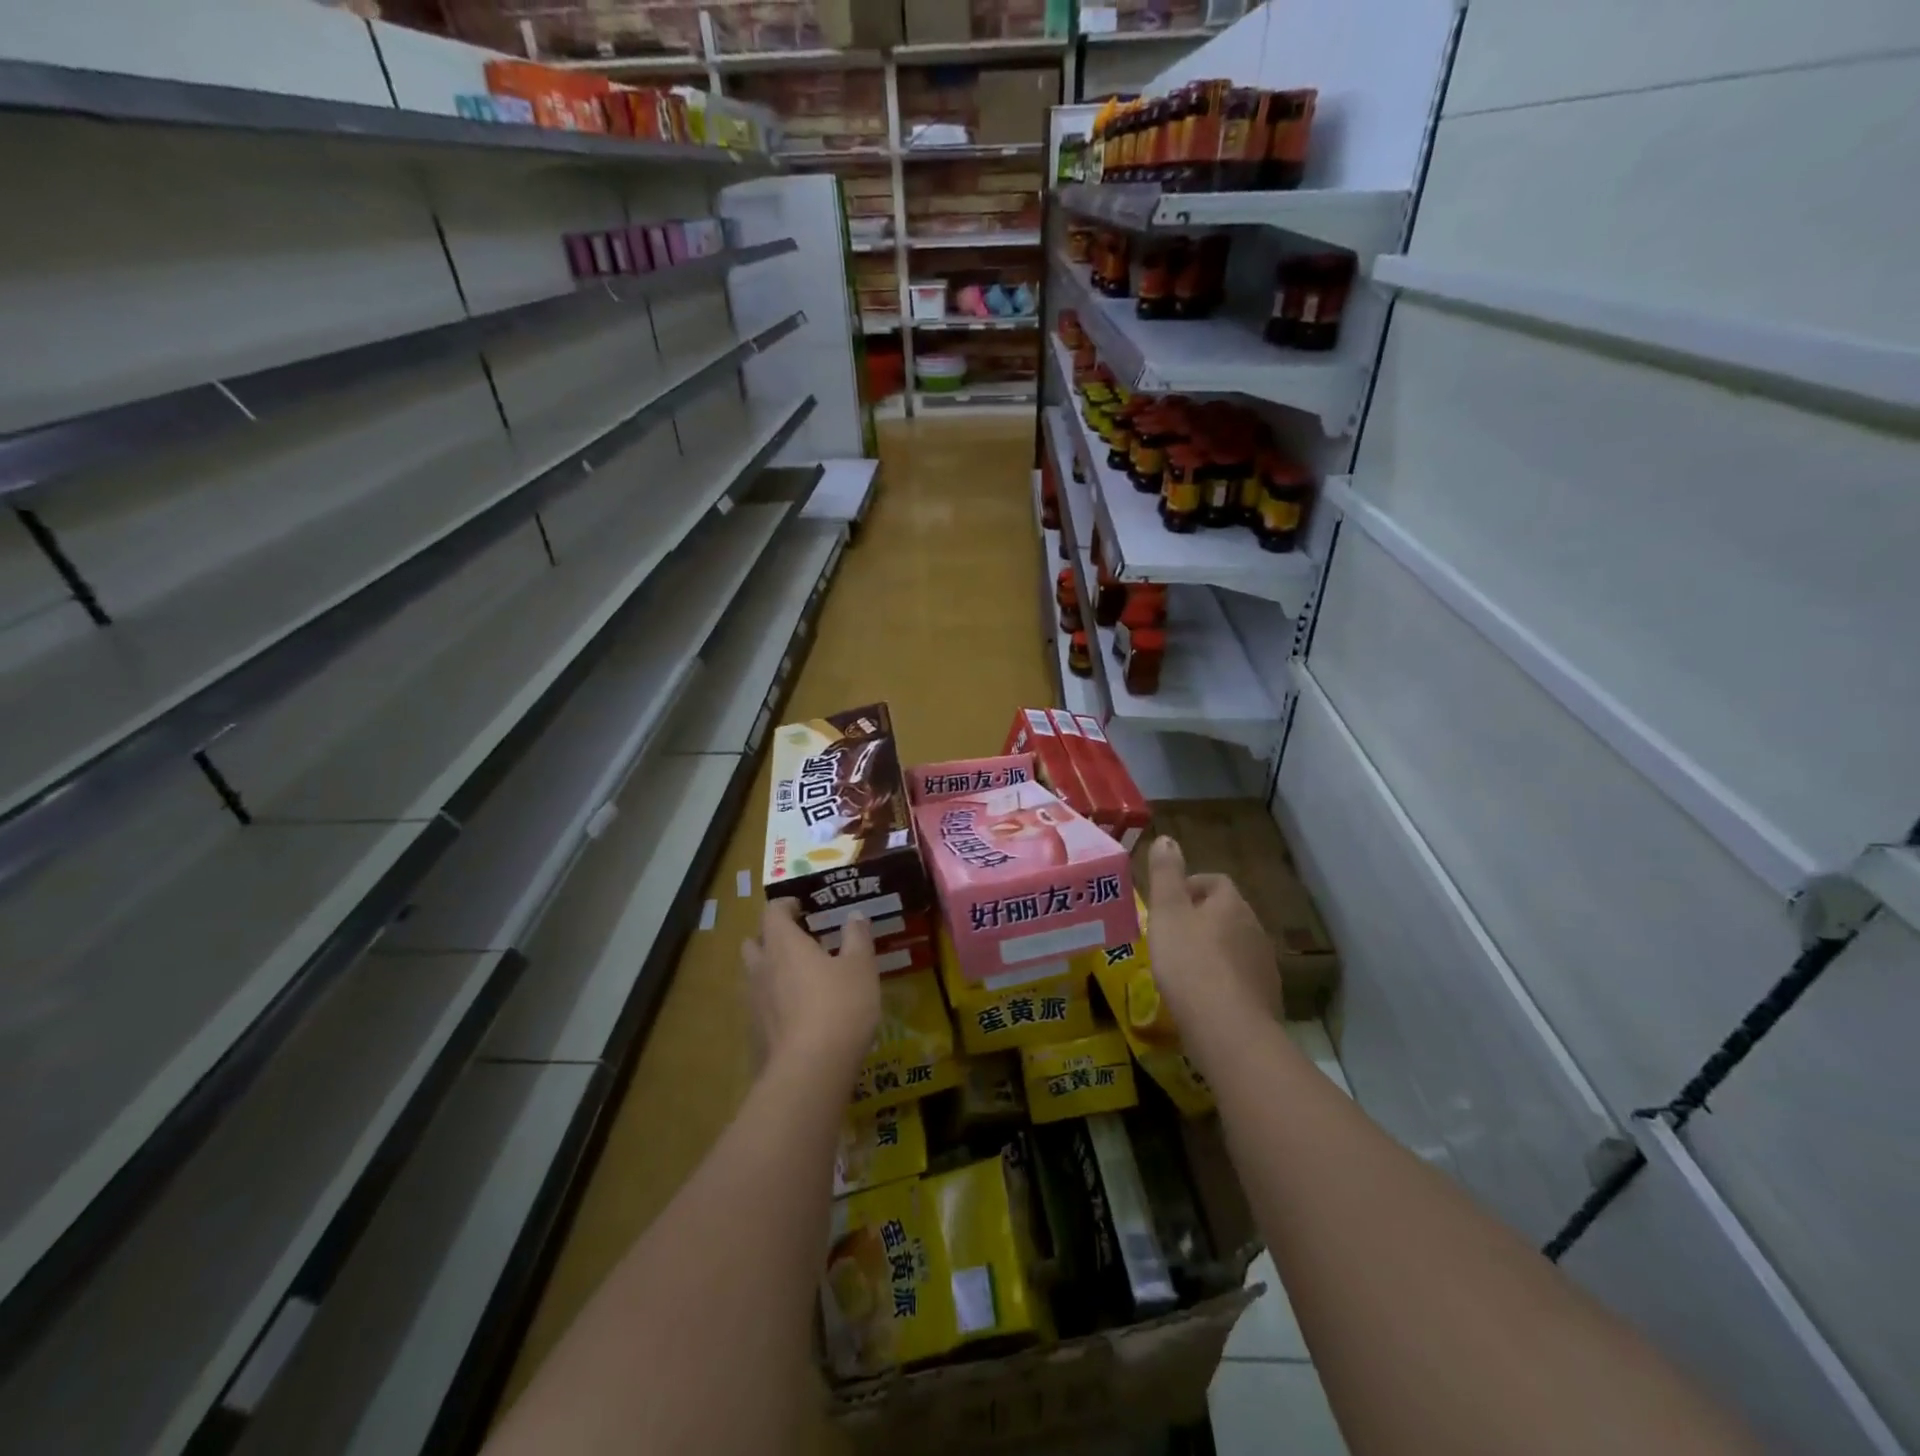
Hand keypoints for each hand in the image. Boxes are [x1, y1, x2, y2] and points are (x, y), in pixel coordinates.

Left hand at [742, 900, 880, 1080]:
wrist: (810, 1070)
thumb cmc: (839, 1005)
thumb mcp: (860, 967)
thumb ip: (857, 937)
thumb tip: (855, 916)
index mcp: (783, 944)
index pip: (772, 912)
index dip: (786, 905)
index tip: (803, 907)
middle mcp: (761, 968)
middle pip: (754, 942)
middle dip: (771, 937)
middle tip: (798, 941)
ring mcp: (754, 1003)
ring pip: (754, 976)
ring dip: (771, 970)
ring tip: (801, 977)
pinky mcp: (755, 1034)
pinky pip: (761, 1006)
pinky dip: (775, 1002)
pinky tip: (799, 1014)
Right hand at [1145, 836, 1282, 1035]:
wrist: (1229, 1031)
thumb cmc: (1190, 964)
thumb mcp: (1167, 913)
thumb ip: (1166, 875)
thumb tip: (1168, 838)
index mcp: (1231, 904)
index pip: (1215, 882)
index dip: (1191, 886)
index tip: (1168, 904)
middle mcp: (1255, 929)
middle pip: (1227, 914)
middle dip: (1201, 920)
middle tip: (1170, 937)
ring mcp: (1265, 966)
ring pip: (1235, 947)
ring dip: (1213, 951)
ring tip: (1183, 970)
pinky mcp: (1266, 1000)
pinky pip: (1240, 980)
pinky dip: (1222, 982)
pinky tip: (1202, 1000)